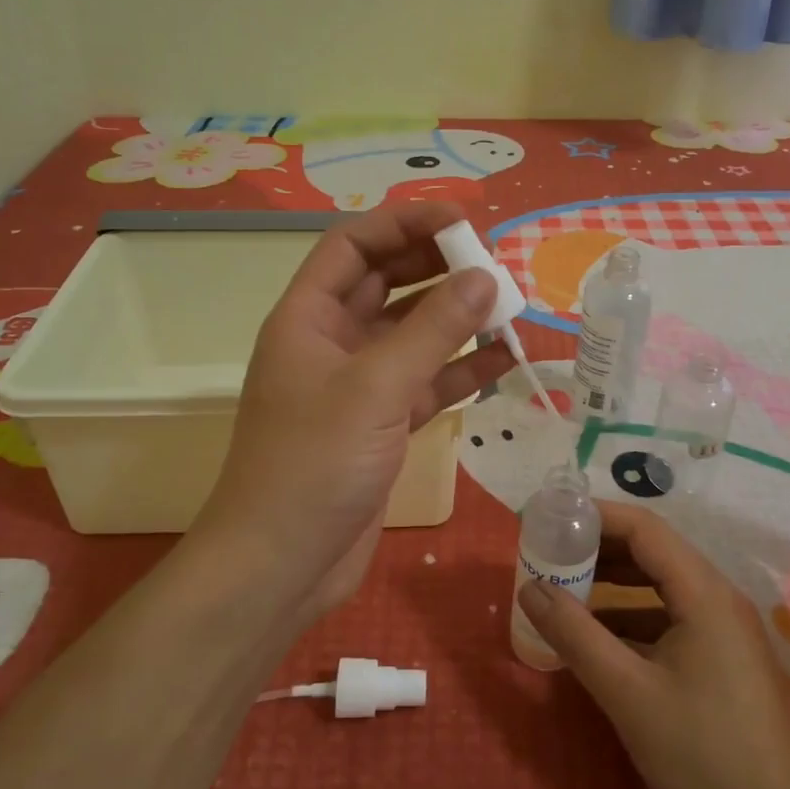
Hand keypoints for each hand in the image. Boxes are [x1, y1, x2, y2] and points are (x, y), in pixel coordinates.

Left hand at [198, 202, 512, 620]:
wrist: (280, 567)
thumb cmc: (314, 465)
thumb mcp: (375, 389)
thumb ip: (433, 330)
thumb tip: (485, 278)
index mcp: (308, 317)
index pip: (354, 244)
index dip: (405, 222)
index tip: (463, 220)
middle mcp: (331, 342)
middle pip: (387, 282)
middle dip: (437, 267)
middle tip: (493, 263)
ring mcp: (357, 386)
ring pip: (412, 333)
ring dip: (456, 318)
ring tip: (509, 306)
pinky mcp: (381, 425)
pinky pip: (426, 381)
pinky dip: (461, 368)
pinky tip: (505, 358)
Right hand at [516, 502, 789, 788]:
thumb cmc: (704, 753)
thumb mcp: (628, 693)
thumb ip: (575, 635)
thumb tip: (530, 587)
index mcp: (703, 592)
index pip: (643, 528)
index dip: (594, 517)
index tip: (550, 520)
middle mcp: (717, 596)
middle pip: (652, 551)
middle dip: (599, 548)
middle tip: (550, 555)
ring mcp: (725, 627)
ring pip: (660, 584)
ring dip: (613, 582)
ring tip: (565, 590)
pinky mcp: (724, 656)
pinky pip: (670, 615)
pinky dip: (632, 615)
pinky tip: (600, 637)